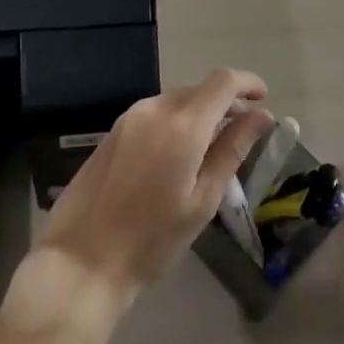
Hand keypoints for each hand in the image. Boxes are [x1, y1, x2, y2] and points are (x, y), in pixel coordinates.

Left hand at [34, 67, 274, 309]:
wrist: (80, 262)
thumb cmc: (151, 240)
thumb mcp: (202, 200)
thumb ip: (232, 150)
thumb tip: (261, 116)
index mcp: (183, 124)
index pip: (223, 81)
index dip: (248, 83)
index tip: (263, 100)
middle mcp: (155, 108)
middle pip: (199, 90)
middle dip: (225, 103)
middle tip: (242, 134)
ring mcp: (130, 118)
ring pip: (176, 101)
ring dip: (199, 114)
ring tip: (211, 149)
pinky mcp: (113, 132)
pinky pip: (155, 114)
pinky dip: (176, 123)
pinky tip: (177, 157)